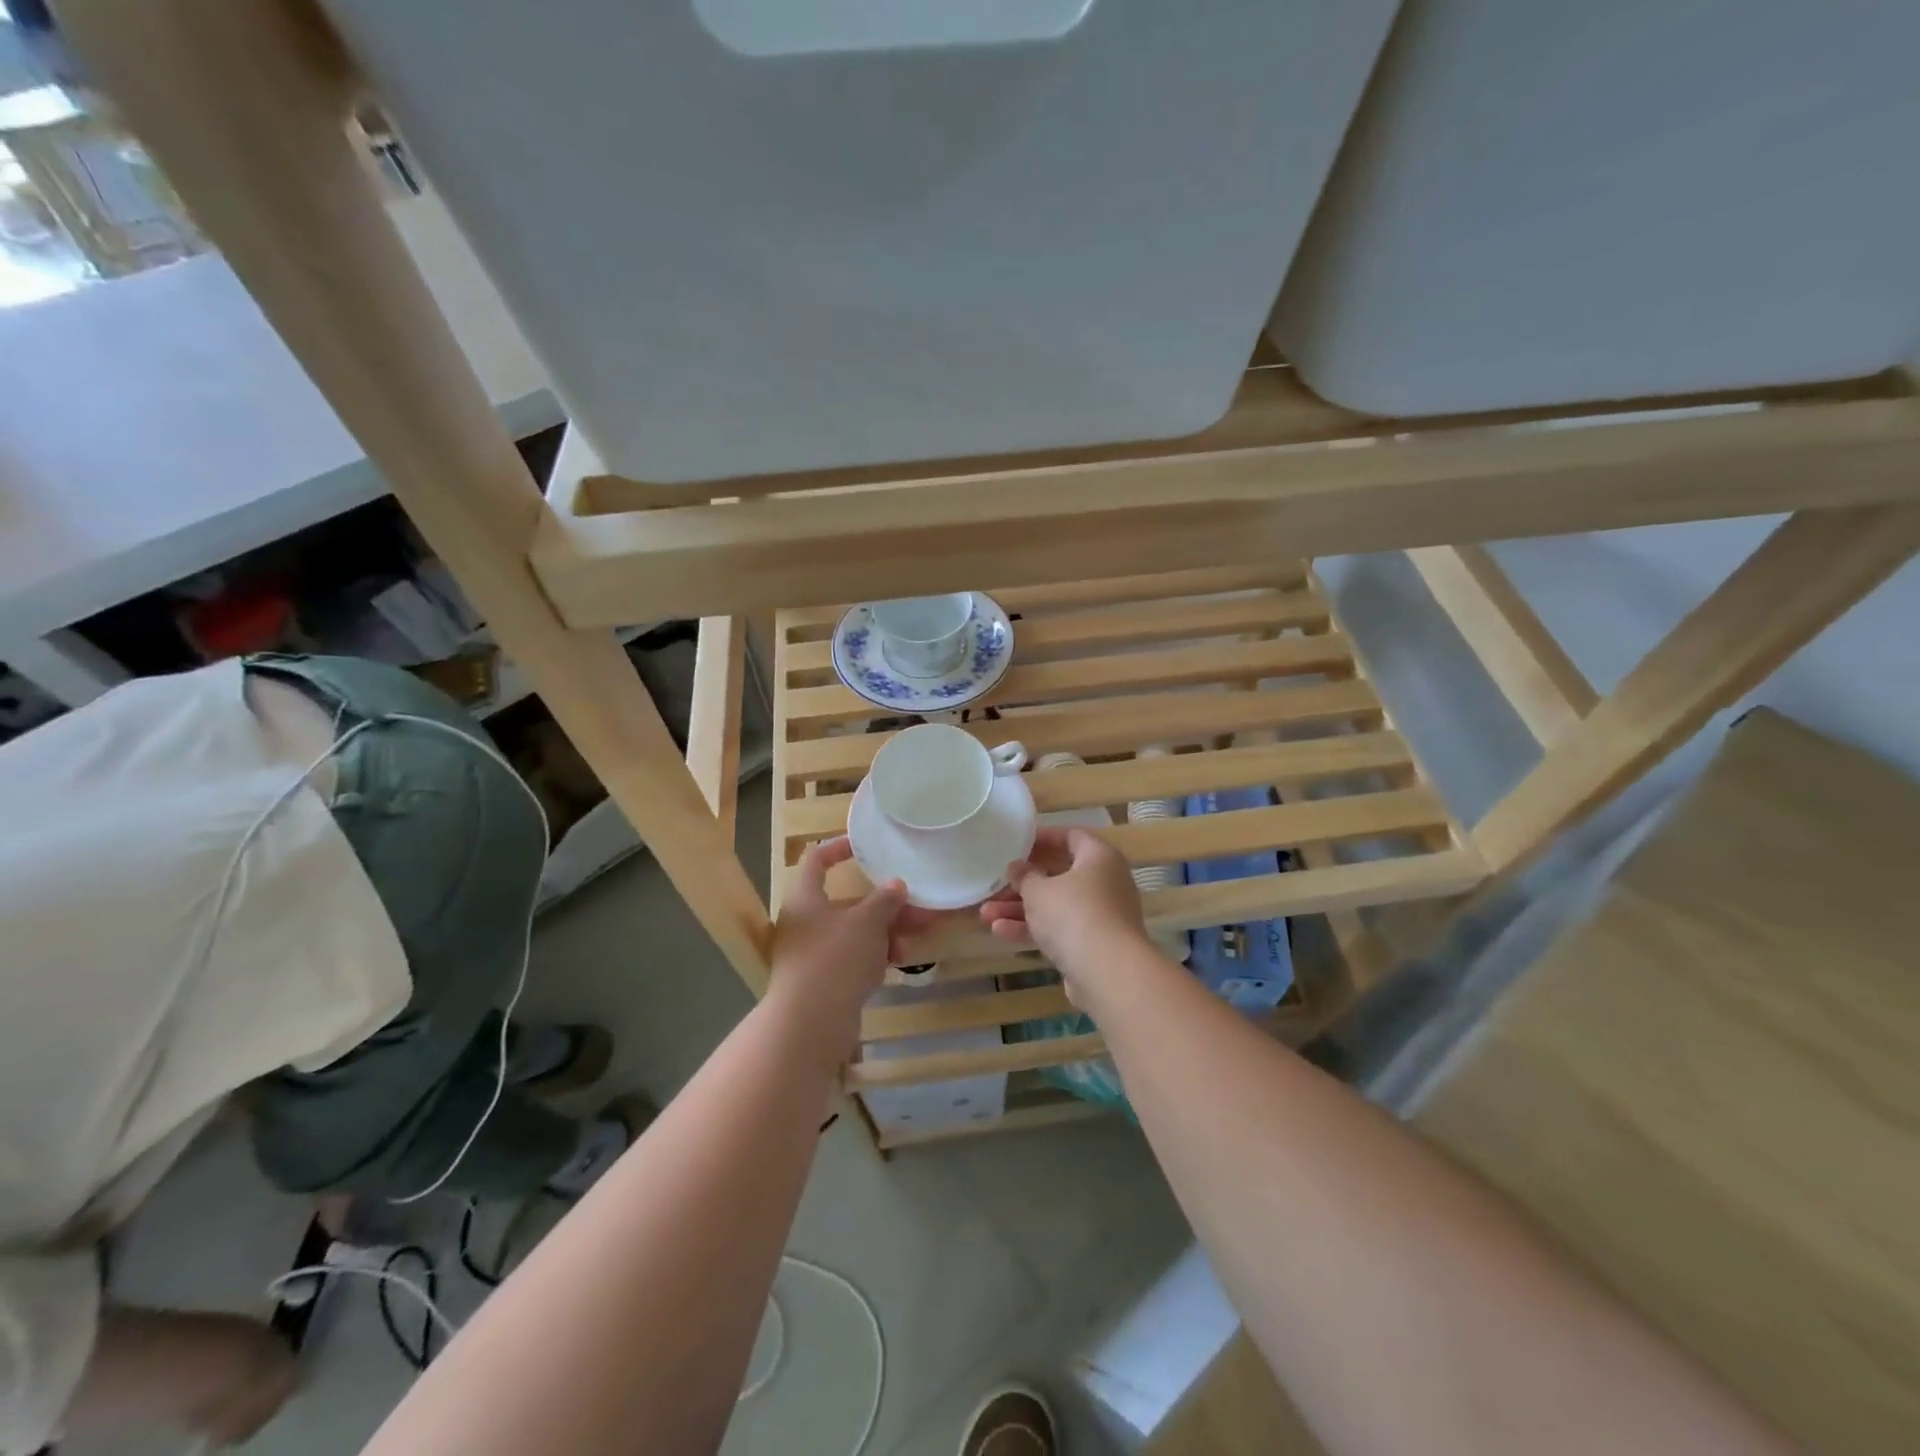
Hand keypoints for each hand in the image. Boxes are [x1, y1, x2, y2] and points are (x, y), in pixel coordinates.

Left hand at [770, 838, 933, 1033]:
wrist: (810, 1023)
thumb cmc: (836, 958)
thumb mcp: (868, 922)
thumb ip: (885, 900)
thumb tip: (896, 886)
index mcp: (805, 898)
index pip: (816, 859)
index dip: (838, 848)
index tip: (864, 847)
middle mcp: (802, 922)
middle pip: (844, 902)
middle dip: (882, 905)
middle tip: (914, 907)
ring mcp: (809, 953)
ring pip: (851, 933)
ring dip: (882, 933)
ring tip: (909, 942)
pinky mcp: (819, 981)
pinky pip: (849, 958)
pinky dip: (871, 956)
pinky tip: (894, 963)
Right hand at [978, 827, 1147, 986]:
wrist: (1108, 972)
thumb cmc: (1073, 914)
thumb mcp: (1039, 891)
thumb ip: (1024, 876)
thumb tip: (1016, 867)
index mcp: (1099, 857)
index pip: (1071, 836)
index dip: (1043, 838)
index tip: (1016, 843)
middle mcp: (1106, 882)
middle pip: (1059, 875)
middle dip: (1023, 883)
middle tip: (996, 885)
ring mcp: (1101, 915)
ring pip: (1056, 905)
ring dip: (1021, 909)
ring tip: (986, 914)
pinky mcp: (1094, 944)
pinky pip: (1060, 929)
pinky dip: (1034, 929)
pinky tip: (1001, 932)